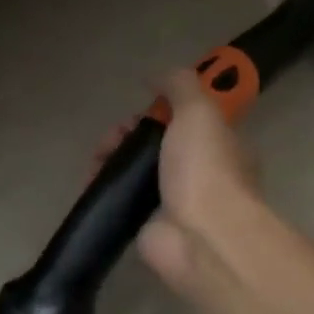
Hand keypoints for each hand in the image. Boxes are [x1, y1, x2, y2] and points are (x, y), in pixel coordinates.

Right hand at [98, 68, 265, 294]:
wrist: (201, 238)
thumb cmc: (206, 168)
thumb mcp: (199, 110)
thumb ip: (180, 85)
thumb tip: (159, 75)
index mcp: (221, 143)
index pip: (189, 117)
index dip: (163, 107)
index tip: (143, 104)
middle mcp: (201, 170)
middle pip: (158, 142)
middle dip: (130, 132)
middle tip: (114, 135)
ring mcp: (176, 200)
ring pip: (138, 169)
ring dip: (113, 157)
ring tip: (98, 158)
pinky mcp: (151, 224)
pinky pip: (124, 199)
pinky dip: (105, 188)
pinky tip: (91, 182)